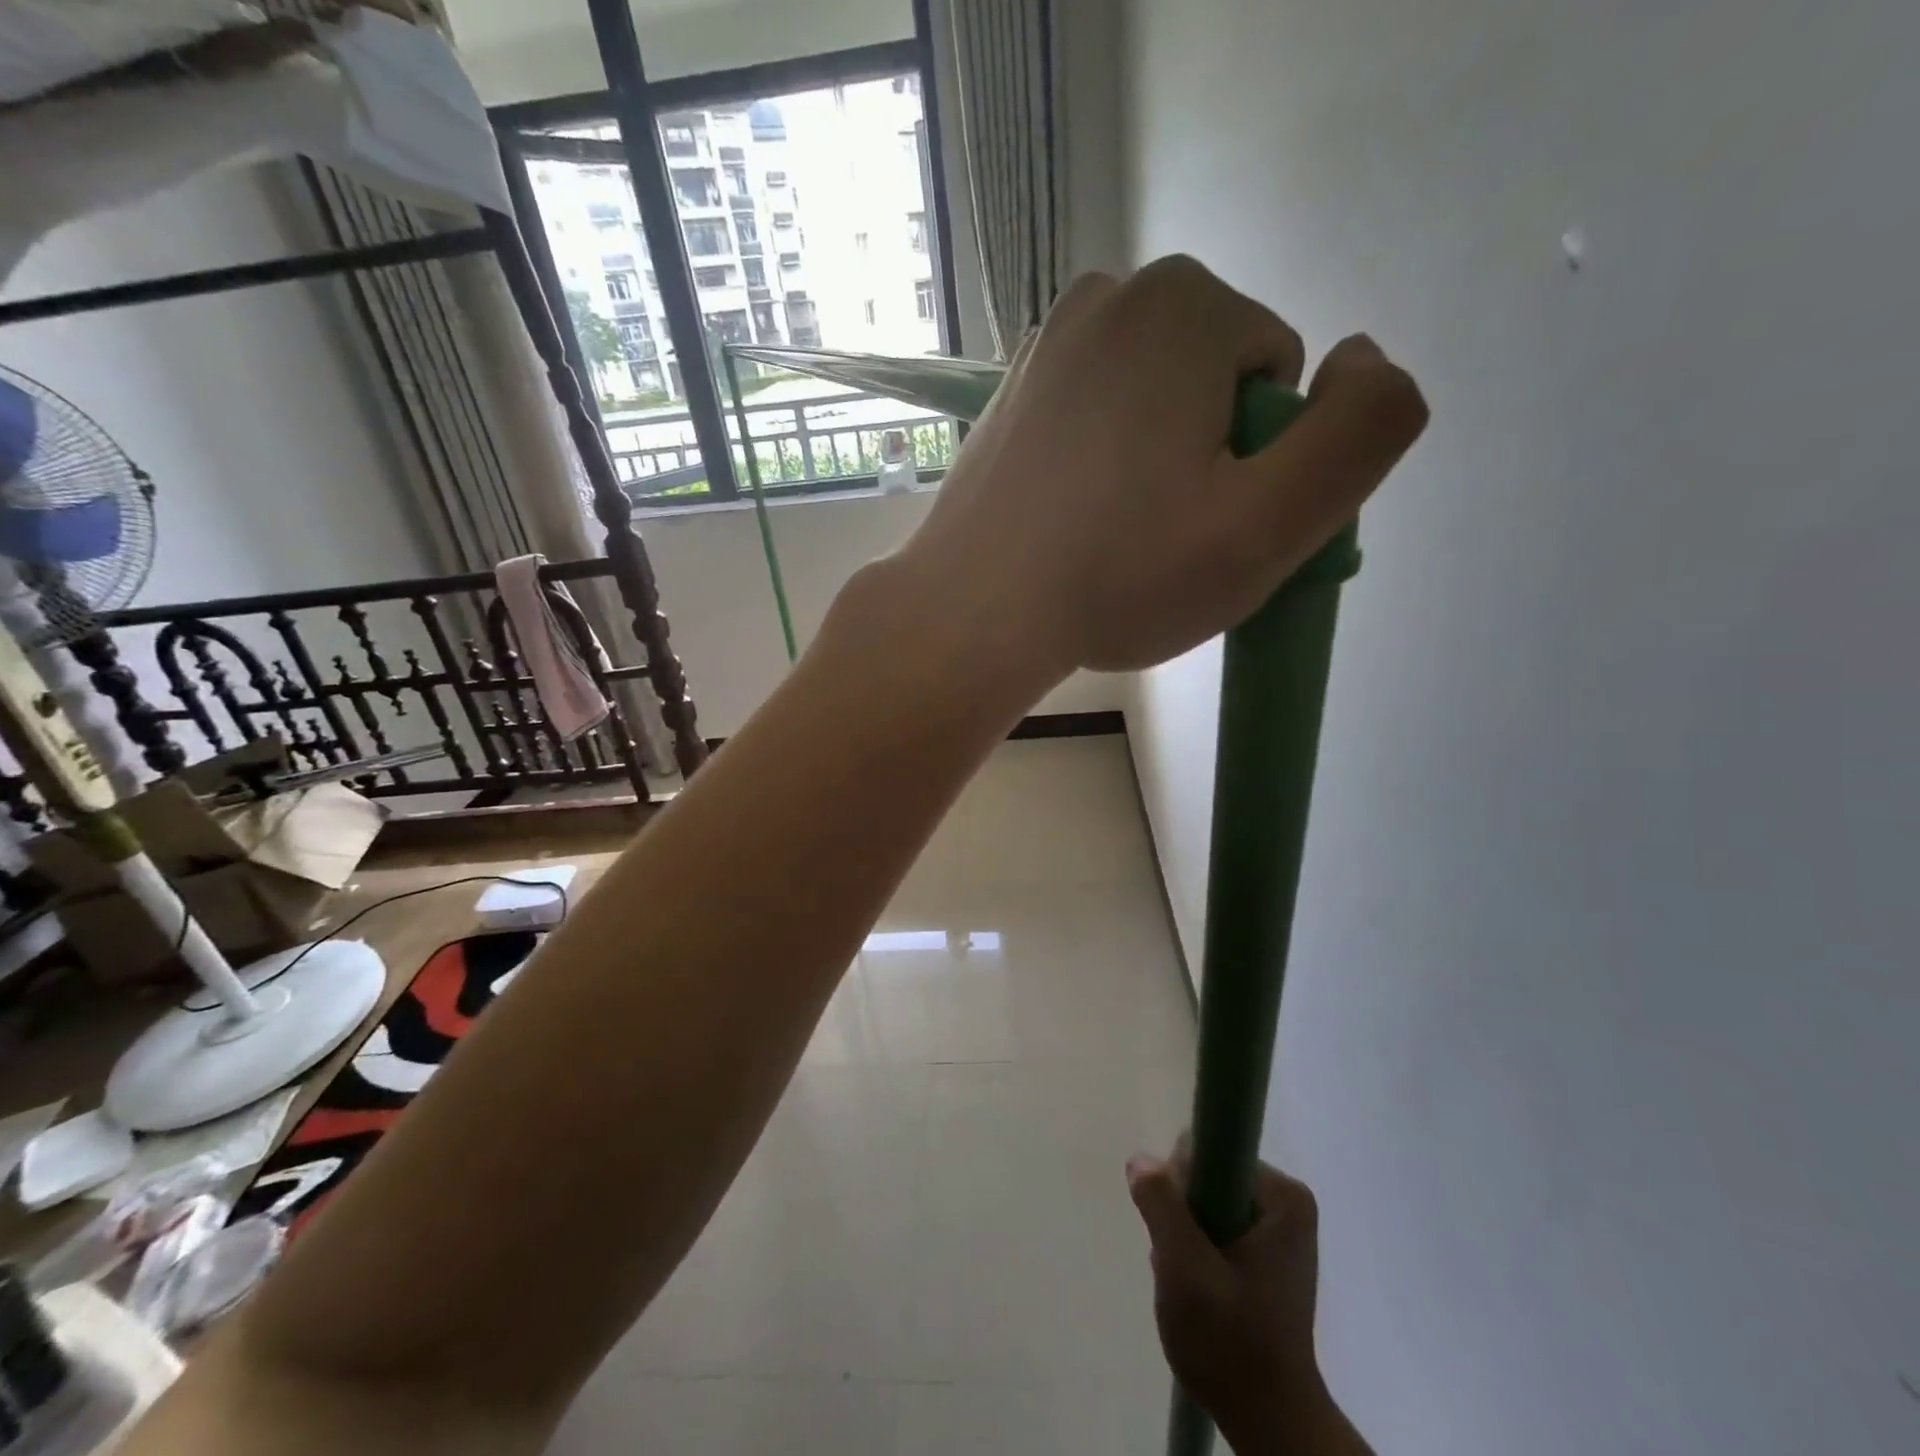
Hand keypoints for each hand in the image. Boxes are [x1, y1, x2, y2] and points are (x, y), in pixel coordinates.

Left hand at [890, 255, 1426, 686]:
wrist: (971, 614)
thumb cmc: (1120, 573)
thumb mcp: (1272, 521)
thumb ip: (1362, 432)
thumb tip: (1368, 360)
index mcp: (1185, 303)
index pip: (1276, 379)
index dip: (1261, 465)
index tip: (1209, 527)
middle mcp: (1110, 297)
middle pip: (1213, 384)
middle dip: (1208, 458)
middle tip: (1161, 541)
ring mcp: (1047, 345)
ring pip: (1152, 404)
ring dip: (1154, 466)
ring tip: (1112, 539)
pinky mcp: (1010, 396)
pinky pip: (1093, 421)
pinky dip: (1099, 467)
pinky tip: (1070, 525)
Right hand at [1128, 1148, 1363, 1453]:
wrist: (1270, 1423)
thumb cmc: (1230, 1342)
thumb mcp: (1185, 1269)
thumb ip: (1161, 1206)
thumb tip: (1140, 1159)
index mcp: (1282, 1196)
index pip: (1206, 1152)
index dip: (1179, 1185)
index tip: (1176, 1231)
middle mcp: (1286, 1203)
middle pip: (1205, 1177)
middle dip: (1181, 1217)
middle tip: (1180, 1266)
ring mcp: (1279, 1231)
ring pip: (1205, 1204)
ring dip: (1185, 1238)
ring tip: (1188, 1285)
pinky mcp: (1267, 1255)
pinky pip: (1216, 1228)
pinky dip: (1198, 1253)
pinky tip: (1196, 1291)